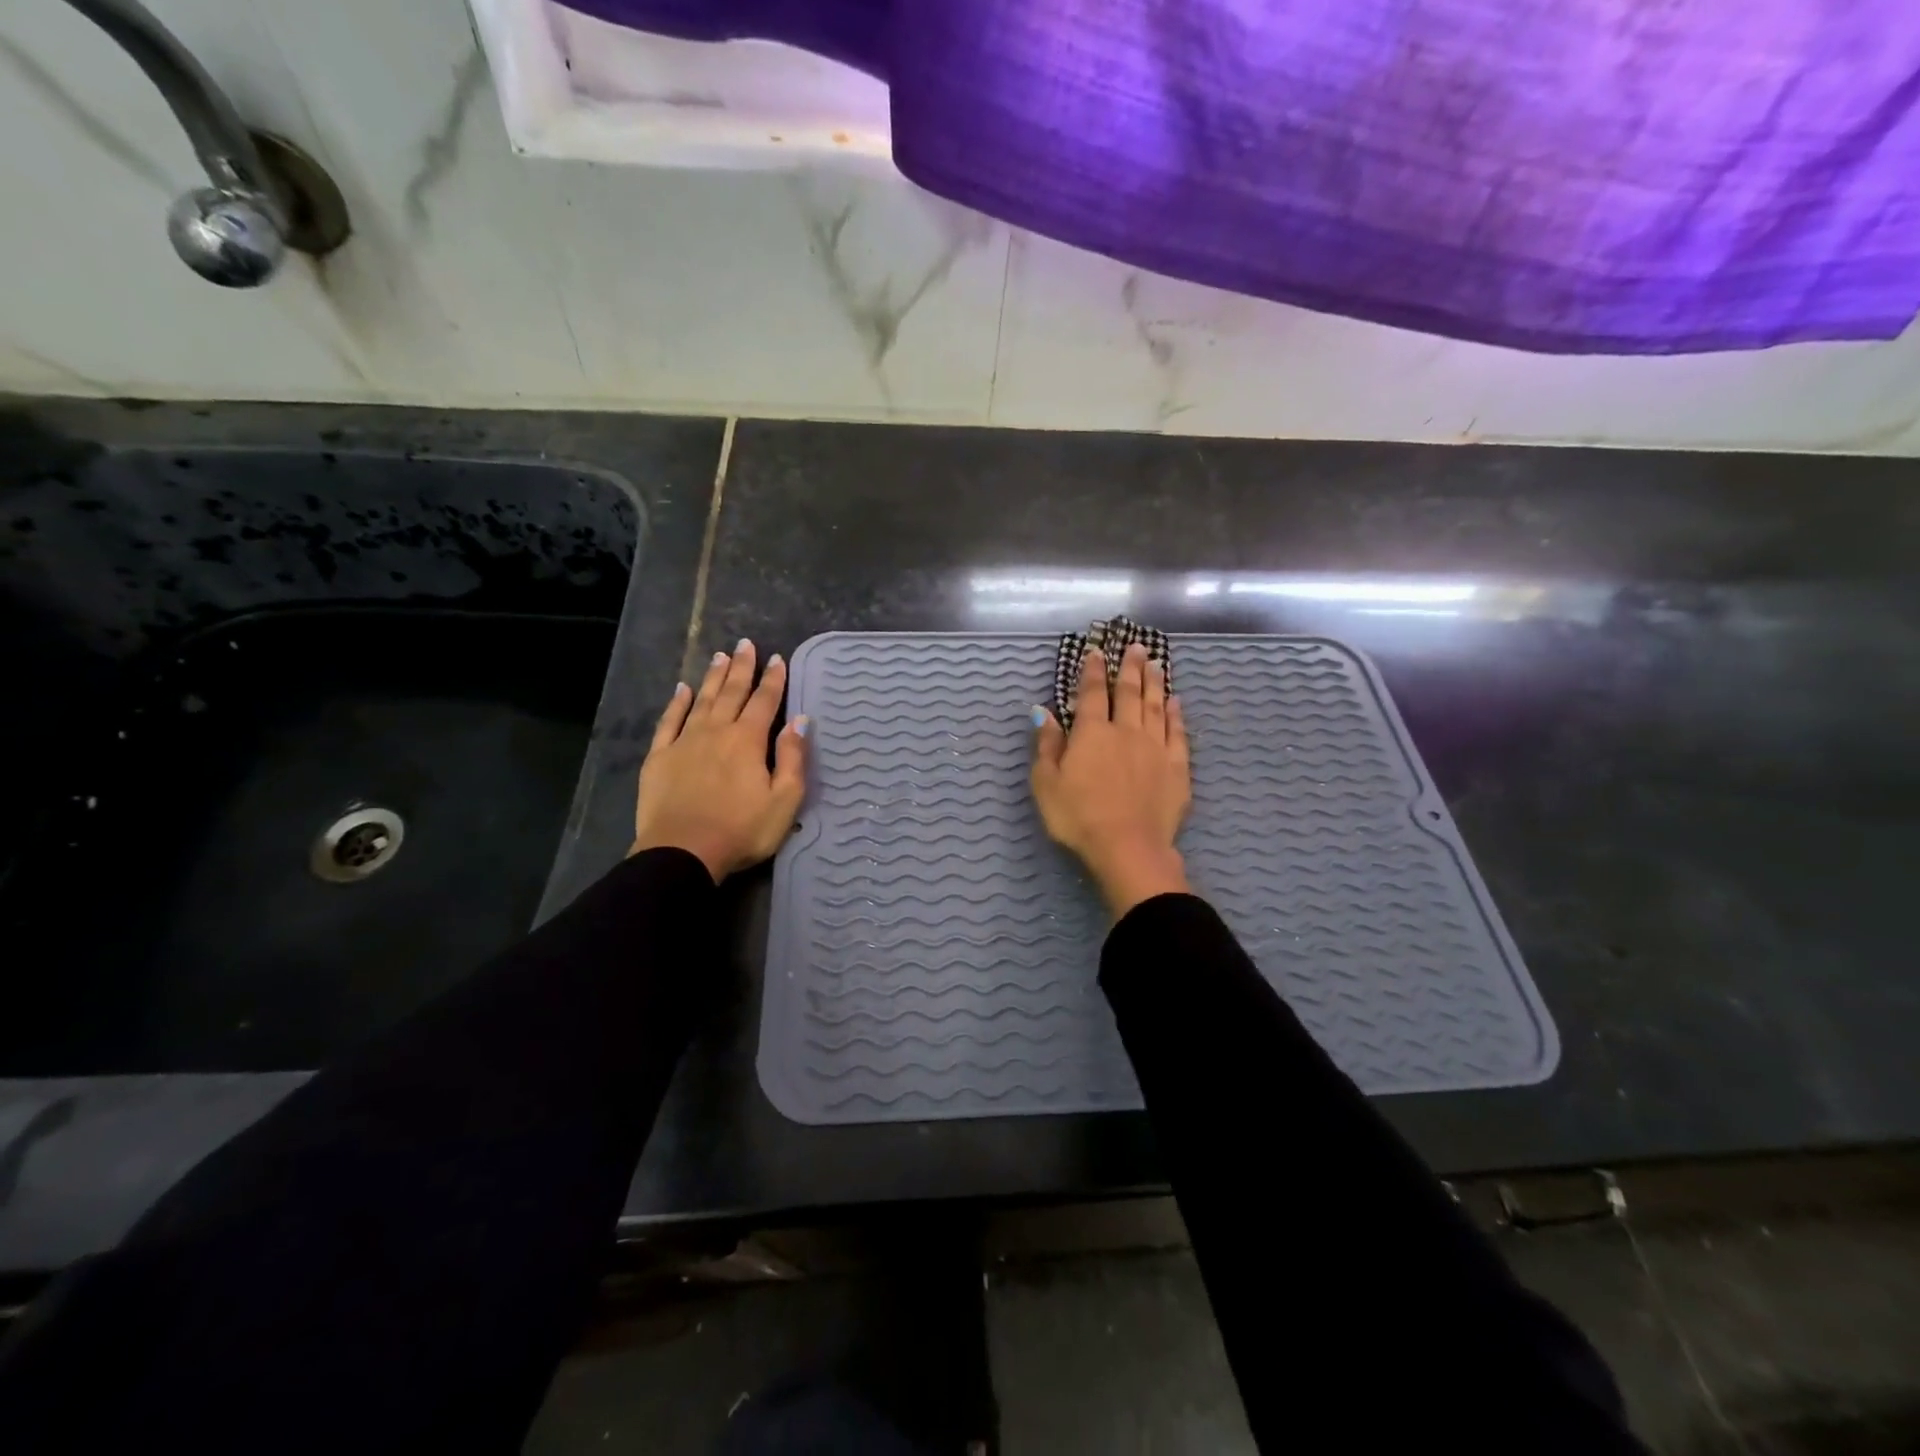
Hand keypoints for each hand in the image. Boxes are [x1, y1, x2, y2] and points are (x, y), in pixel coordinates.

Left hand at [632, 639, 807, 882]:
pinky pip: (669, 721)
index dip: (773, 679)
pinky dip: (676, 703)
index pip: (765, 702)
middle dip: (741, 667)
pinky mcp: (659, 757)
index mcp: (748, 740)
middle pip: (731, 692)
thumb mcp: (784, 800)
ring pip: (701, 700)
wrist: (683, 852)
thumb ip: (793, 758)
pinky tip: (681, 689)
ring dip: (712, 677)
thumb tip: (801, 721)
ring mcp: (684, 742)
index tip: (777, 658)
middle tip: (745, 644)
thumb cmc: (742, 830)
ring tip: (719, 656)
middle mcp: (716, 731)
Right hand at [1031, 642, 1191, 917]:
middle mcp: (1126, 731)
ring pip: (1156, 706)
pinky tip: (1176, 702)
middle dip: (1130, 667)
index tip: (1096, 652)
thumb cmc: (1078, 817)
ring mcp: (1155, 748)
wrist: (1128, 847)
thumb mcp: (1046, 783)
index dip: (1093, 671)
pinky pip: (1177, 733)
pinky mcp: (1177, 767)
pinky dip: (1176, 714)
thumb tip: (1043, 711)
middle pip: (1130, 692)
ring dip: (1154, 683)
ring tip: (1155, 663)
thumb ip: (1047, 744)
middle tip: (1136, 647)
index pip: (1093, 693)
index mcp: (1092, 733)